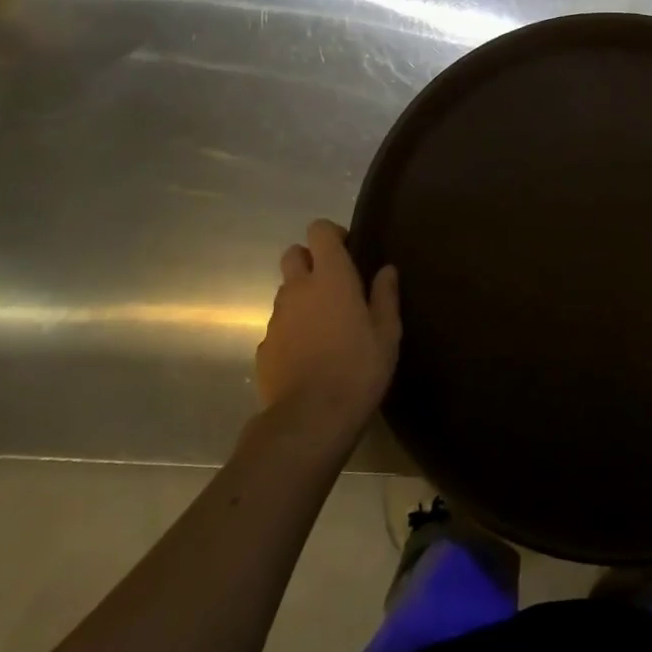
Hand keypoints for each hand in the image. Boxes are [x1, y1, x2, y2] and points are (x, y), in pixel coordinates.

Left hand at [255, 220, 399, 446]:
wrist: (310, 420)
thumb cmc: (358, 368)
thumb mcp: (387, 332)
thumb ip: (385, 296)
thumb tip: (386, 270)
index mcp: (331, 277)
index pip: (319, 231)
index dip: (332, 234)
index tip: (349, 251)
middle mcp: (297, 289)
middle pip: (293, 254)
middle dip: (310, 260)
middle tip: (335, 285)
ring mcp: (276, 319)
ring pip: (285, 292)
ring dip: (302, 297)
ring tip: (325, 325)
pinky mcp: (264, 347)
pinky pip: (279, 326)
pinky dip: (293, 329)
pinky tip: (309, 354)